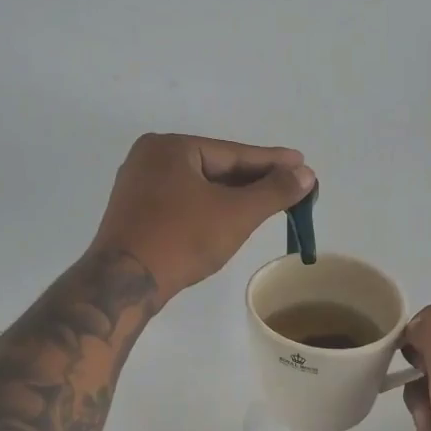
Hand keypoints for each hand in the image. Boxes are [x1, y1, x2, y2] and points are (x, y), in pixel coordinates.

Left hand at [90, 133, 314, 302]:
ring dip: (233, 196)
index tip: (302, 163)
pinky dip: (209, 209)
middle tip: (290, 185)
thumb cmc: (182, 239)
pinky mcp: (134, 213)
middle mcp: (150, 158)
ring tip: (268, 201)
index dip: (272, 162)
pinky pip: (183, 202)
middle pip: (215, 168)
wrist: (124, 283)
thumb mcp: (236, 214)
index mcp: (170, 147)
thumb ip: (274, 191)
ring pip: (199, 187)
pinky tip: (229, 218)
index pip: (233, 153)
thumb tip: (305, 173)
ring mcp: (138, 186)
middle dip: (253, 180)